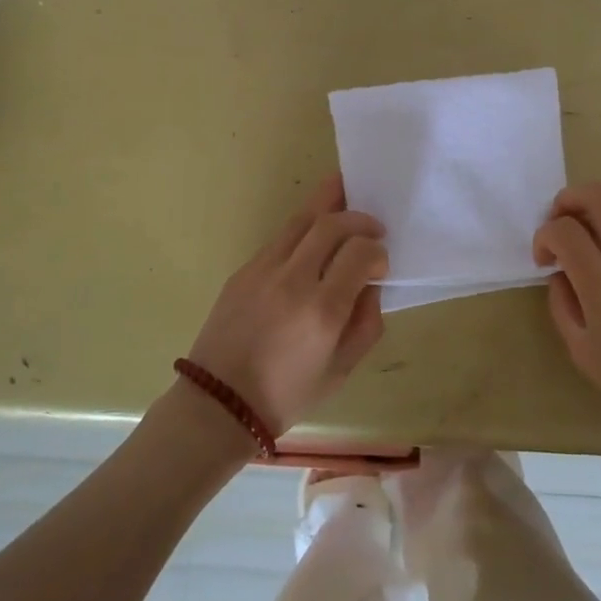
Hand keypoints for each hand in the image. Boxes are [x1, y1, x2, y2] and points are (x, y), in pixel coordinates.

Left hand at [185, 175, 387, 433]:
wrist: (220, 403)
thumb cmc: (287, 394)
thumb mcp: (341, 370)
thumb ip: (366, 324)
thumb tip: (370, 286)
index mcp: (322, 310)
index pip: (359, 252)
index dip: (377, 250)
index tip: (381, 262)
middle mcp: (292, 281)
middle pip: (330, 224)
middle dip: (358, 218)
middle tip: (373, 226)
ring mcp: (263, 270)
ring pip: (300, 220)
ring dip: (328, 206)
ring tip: (346, 197)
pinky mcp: (243, 270)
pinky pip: (280, 238)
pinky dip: (303, 229)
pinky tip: (313, 238)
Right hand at [533, 183, 600, 448]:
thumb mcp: (585, 353)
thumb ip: (563, 306)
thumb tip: (561, 276)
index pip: (564, 229)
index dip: (543, 236)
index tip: (544, 261)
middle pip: (599, 194)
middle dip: (568, 199)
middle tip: (559, 225)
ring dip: (594, 208)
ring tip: (584, 238)